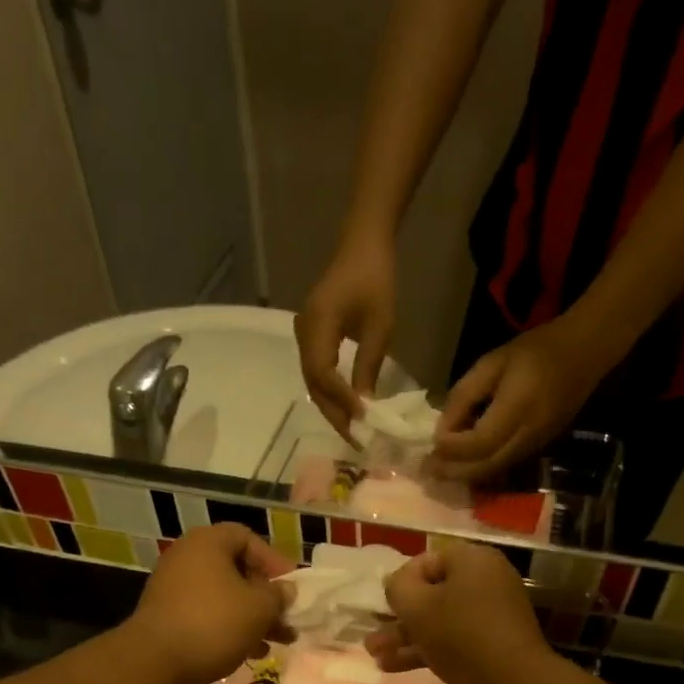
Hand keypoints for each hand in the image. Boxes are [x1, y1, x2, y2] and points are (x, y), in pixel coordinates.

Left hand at [127, 525, 294, 683]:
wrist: (155, 663)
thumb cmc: (214, 623)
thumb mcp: (259, 608)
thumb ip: (278, 596)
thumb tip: (286, 590)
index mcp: (207, 544)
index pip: (246, 538)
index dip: (272, 559)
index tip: (290, 586)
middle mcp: (186, 559)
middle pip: (236, 570)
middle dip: (265, 596)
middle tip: (286, 617)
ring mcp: (173, 589)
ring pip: (224, 596)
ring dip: (252, 617)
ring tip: (277, 641)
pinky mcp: (168, 617)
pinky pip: (207, 615)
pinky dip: (230, 628)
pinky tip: (250, 652)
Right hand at [294, 233, 396, 442]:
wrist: (363, 244)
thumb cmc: (376, 280)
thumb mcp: (380, 326)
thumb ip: (368, 366)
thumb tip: (365, 407)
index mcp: (317, 325)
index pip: (322, 373)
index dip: (340, 400)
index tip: (361, 421)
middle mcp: (303, 333)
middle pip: (313, 384)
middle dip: (335, 413)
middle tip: (356, 439)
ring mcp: (304, 335)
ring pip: (313, 382)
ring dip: (332, 407)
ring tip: (353, 430)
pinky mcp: (311, 337)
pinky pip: (317, 372)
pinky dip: (331, 393)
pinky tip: (347, 408)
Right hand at [367, 542, 552, 683]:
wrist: (513, 683)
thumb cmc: (460, 634)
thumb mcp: (416, 606)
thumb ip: (397, 587)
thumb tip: (397, 584)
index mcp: (472, 560)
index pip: (425, 561)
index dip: (399, 583)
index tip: (384, 608)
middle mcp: (485, 579)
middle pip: (432, 593)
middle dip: (398, 618)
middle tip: (374, 637)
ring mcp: (492, 613)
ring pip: (439, 620)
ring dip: (406, 637)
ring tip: (376, 657)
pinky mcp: (493, 643)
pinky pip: (454, 639)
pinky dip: (427, 649)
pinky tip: (395, 667)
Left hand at [429, 316, 611, 482]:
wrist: (585, 352)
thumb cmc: (535, 350)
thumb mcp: (492, 362)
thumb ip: (464, 395)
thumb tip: (442, 428)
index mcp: (517, 408)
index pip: (478, 442)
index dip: (452, 447)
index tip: (432, 443)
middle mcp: (527, 434)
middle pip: (485, 466)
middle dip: (453, 471)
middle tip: (427, 470)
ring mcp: (535, 445)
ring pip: (494, 471)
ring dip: (465, 475)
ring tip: (440, 471)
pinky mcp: (538, 449)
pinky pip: (504, 466)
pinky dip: (480, 469)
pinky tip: (464, 464)